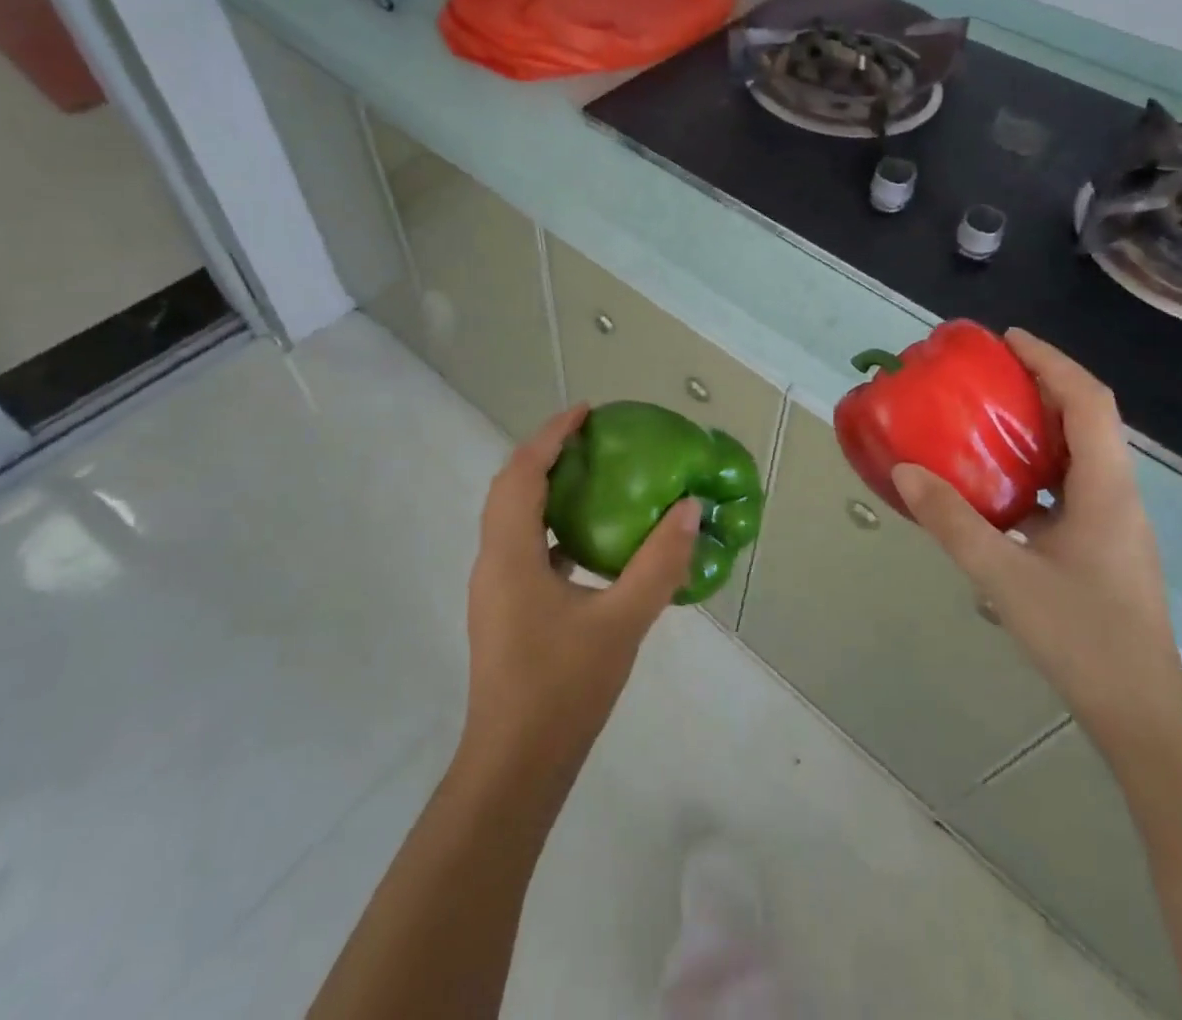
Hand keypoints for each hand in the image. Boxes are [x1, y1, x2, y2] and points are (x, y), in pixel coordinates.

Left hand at [461, 405, 699, 778]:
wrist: (514, 769)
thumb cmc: (563, 691)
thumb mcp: (621, 623)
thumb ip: (658, 563)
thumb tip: (688, 508)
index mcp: (510, 553)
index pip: (522, 472)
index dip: (551, 434)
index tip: (586, 411)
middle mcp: (493, 561)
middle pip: (511, 487)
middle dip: (546, 454)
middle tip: (592, 438)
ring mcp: (495, 589)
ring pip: (514, 518)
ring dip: (546, 488)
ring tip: (592, 478)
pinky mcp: (505, 611)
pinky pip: (524, 548)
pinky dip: (551, 527)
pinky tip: (589, 544)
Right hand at [891, 328, 1181, 757]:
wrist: (1141, 713)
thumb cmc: (1080, 637)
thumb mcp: (1002, 576)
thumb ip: (952, 521)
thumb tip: (905, 470)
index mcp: (1106, 489)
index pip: (1089, 402)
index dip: (1051, 361)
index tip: (1008, 340)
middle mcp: (1118, 495)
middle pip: (1088, 419)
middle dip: (1043, 384)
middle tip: (989, 372)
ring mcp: (1115, 523)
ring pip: (1081, 452)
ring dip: (1041, 424)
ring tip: (988, 416)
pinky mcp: (1104, 546)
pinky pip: (1070, 484)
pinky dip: (1037, 465)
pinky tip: (998, 484)